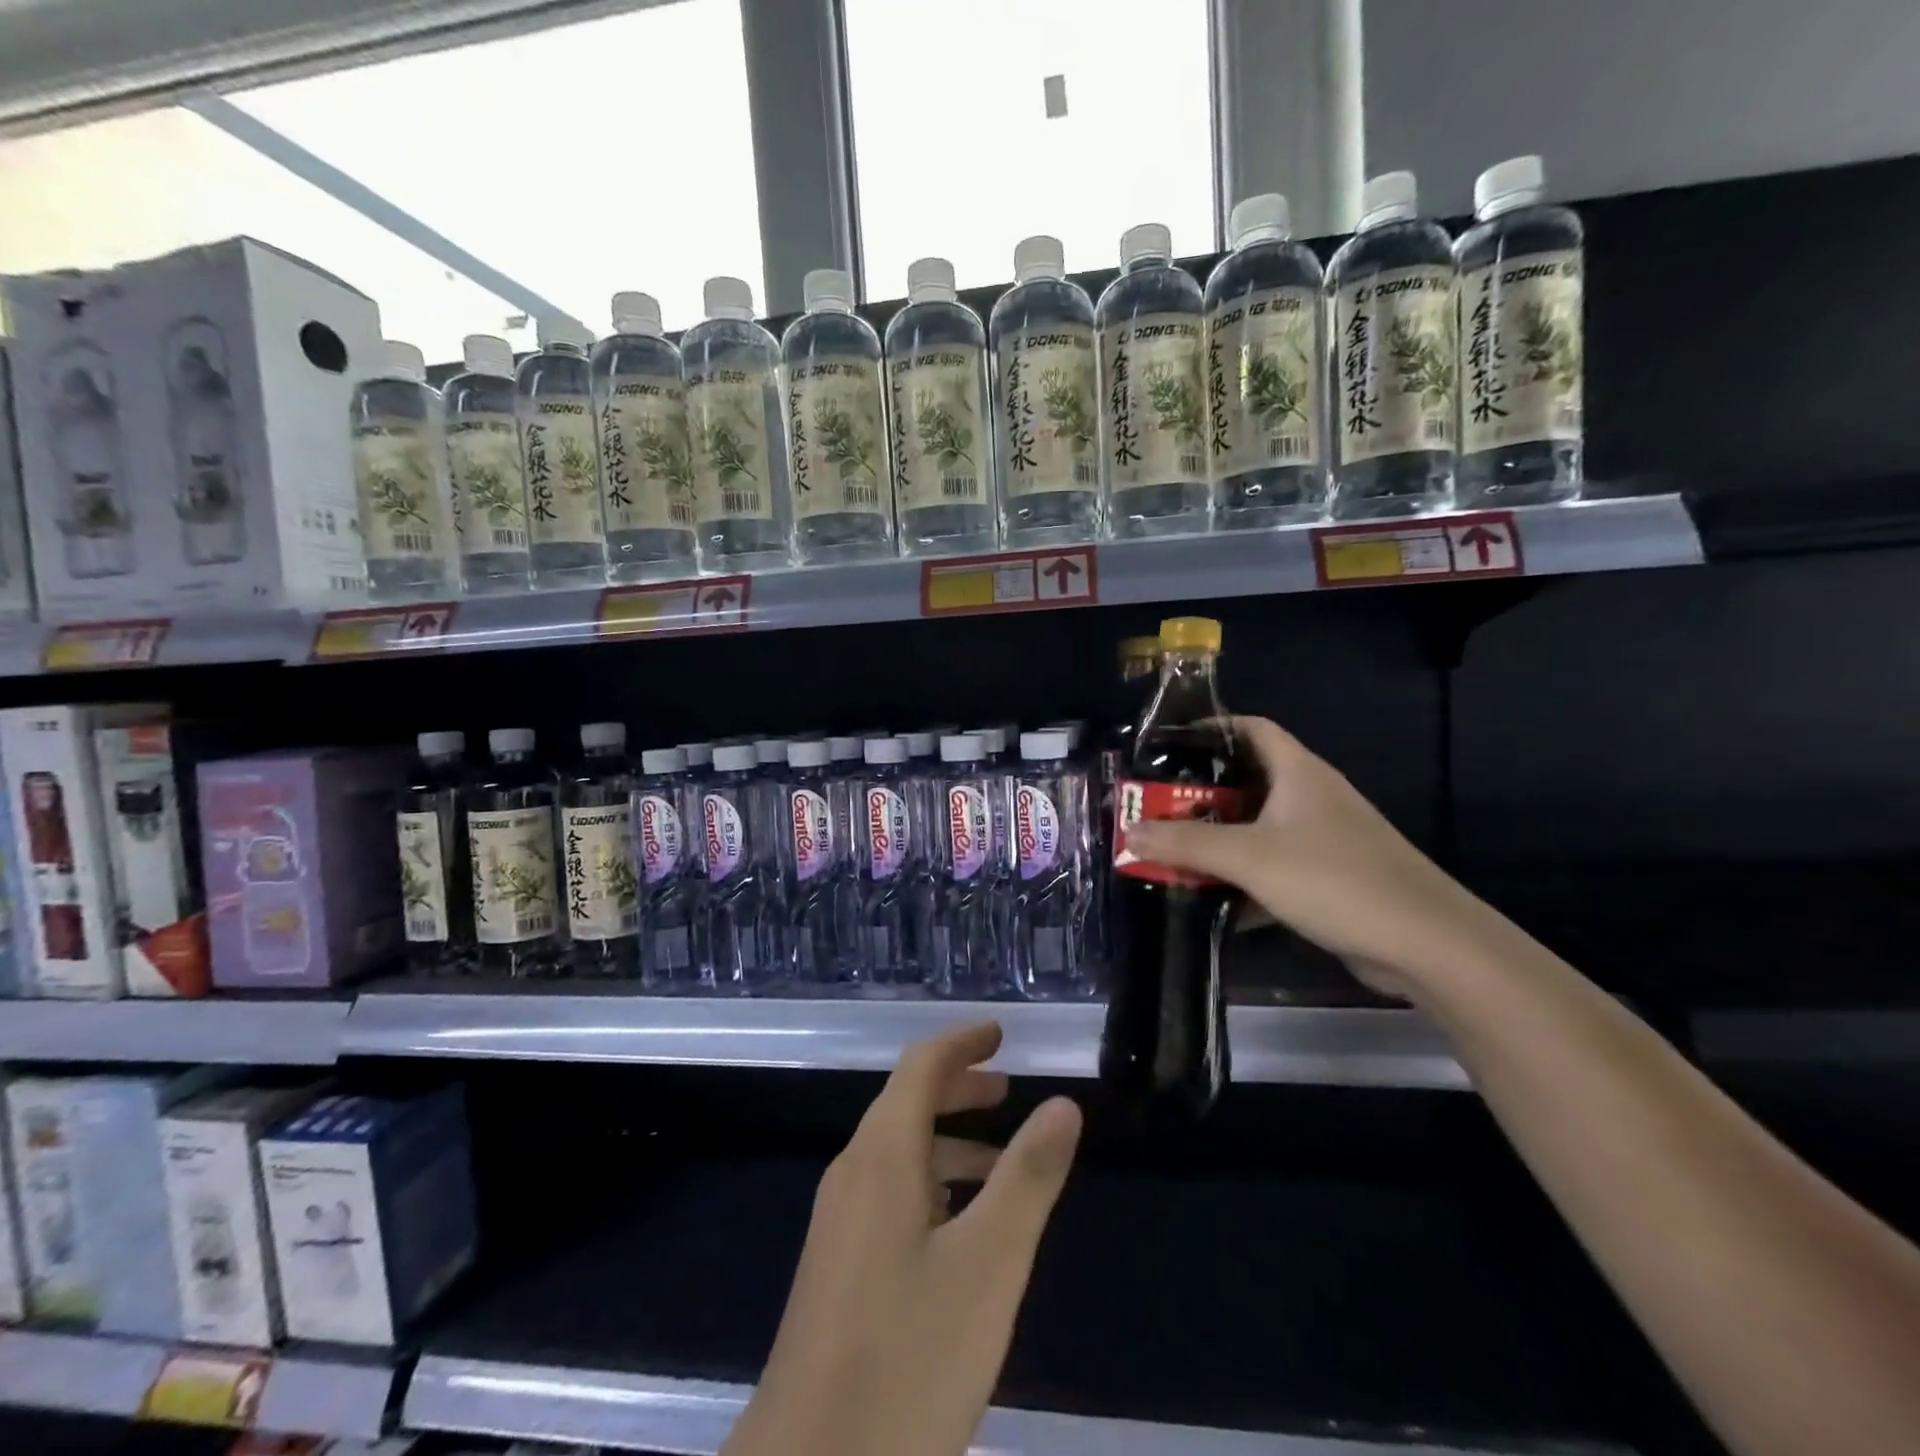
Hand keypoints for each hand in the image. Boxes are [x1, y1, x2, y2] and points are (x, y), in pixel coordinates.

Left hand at [723, 1022, 1082, 1455]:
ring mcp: (839, 1222)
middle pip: (906, 1103)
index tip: (1000, 1032)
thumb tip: (1063, 1103)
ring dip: (948, 1138)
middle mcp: (853, 1174)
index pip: (920, 1066)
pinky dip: (932, 1181)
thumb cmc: (909, 1357)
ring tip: (1001, 1162)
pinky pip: (889, 1192)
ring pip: (898, 1152)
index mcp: (882, 1156)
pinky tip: (961, 1228)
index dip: (961, 1043)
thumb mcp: (989, 1264)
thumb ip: (1028, 1177)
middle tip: (1007, 1087)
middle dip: (958, 1086)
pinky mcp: (837, 1265)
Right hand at [1125, 716, 1500, 999]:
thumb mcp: (1250, 857)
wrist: (1426, 945)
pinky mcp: (1329, 879)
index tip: (1166, 746)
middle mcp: (1311, 797)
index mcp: (1298, 772)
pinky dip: (1242, 879)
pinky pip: (1273, 867)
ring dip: (1217, 841)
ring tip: (1171, 852)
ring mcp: (1323, 839)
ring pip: (1257, 828)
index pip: (1250, 728)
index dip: (1210, 728)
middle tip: (1155, 808)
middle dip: (1199, 795)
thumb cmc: (1334, 879)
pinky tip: (1211, 902)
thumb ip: (1186, 843)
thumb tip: (1129, 831)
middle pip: (1246, 781)